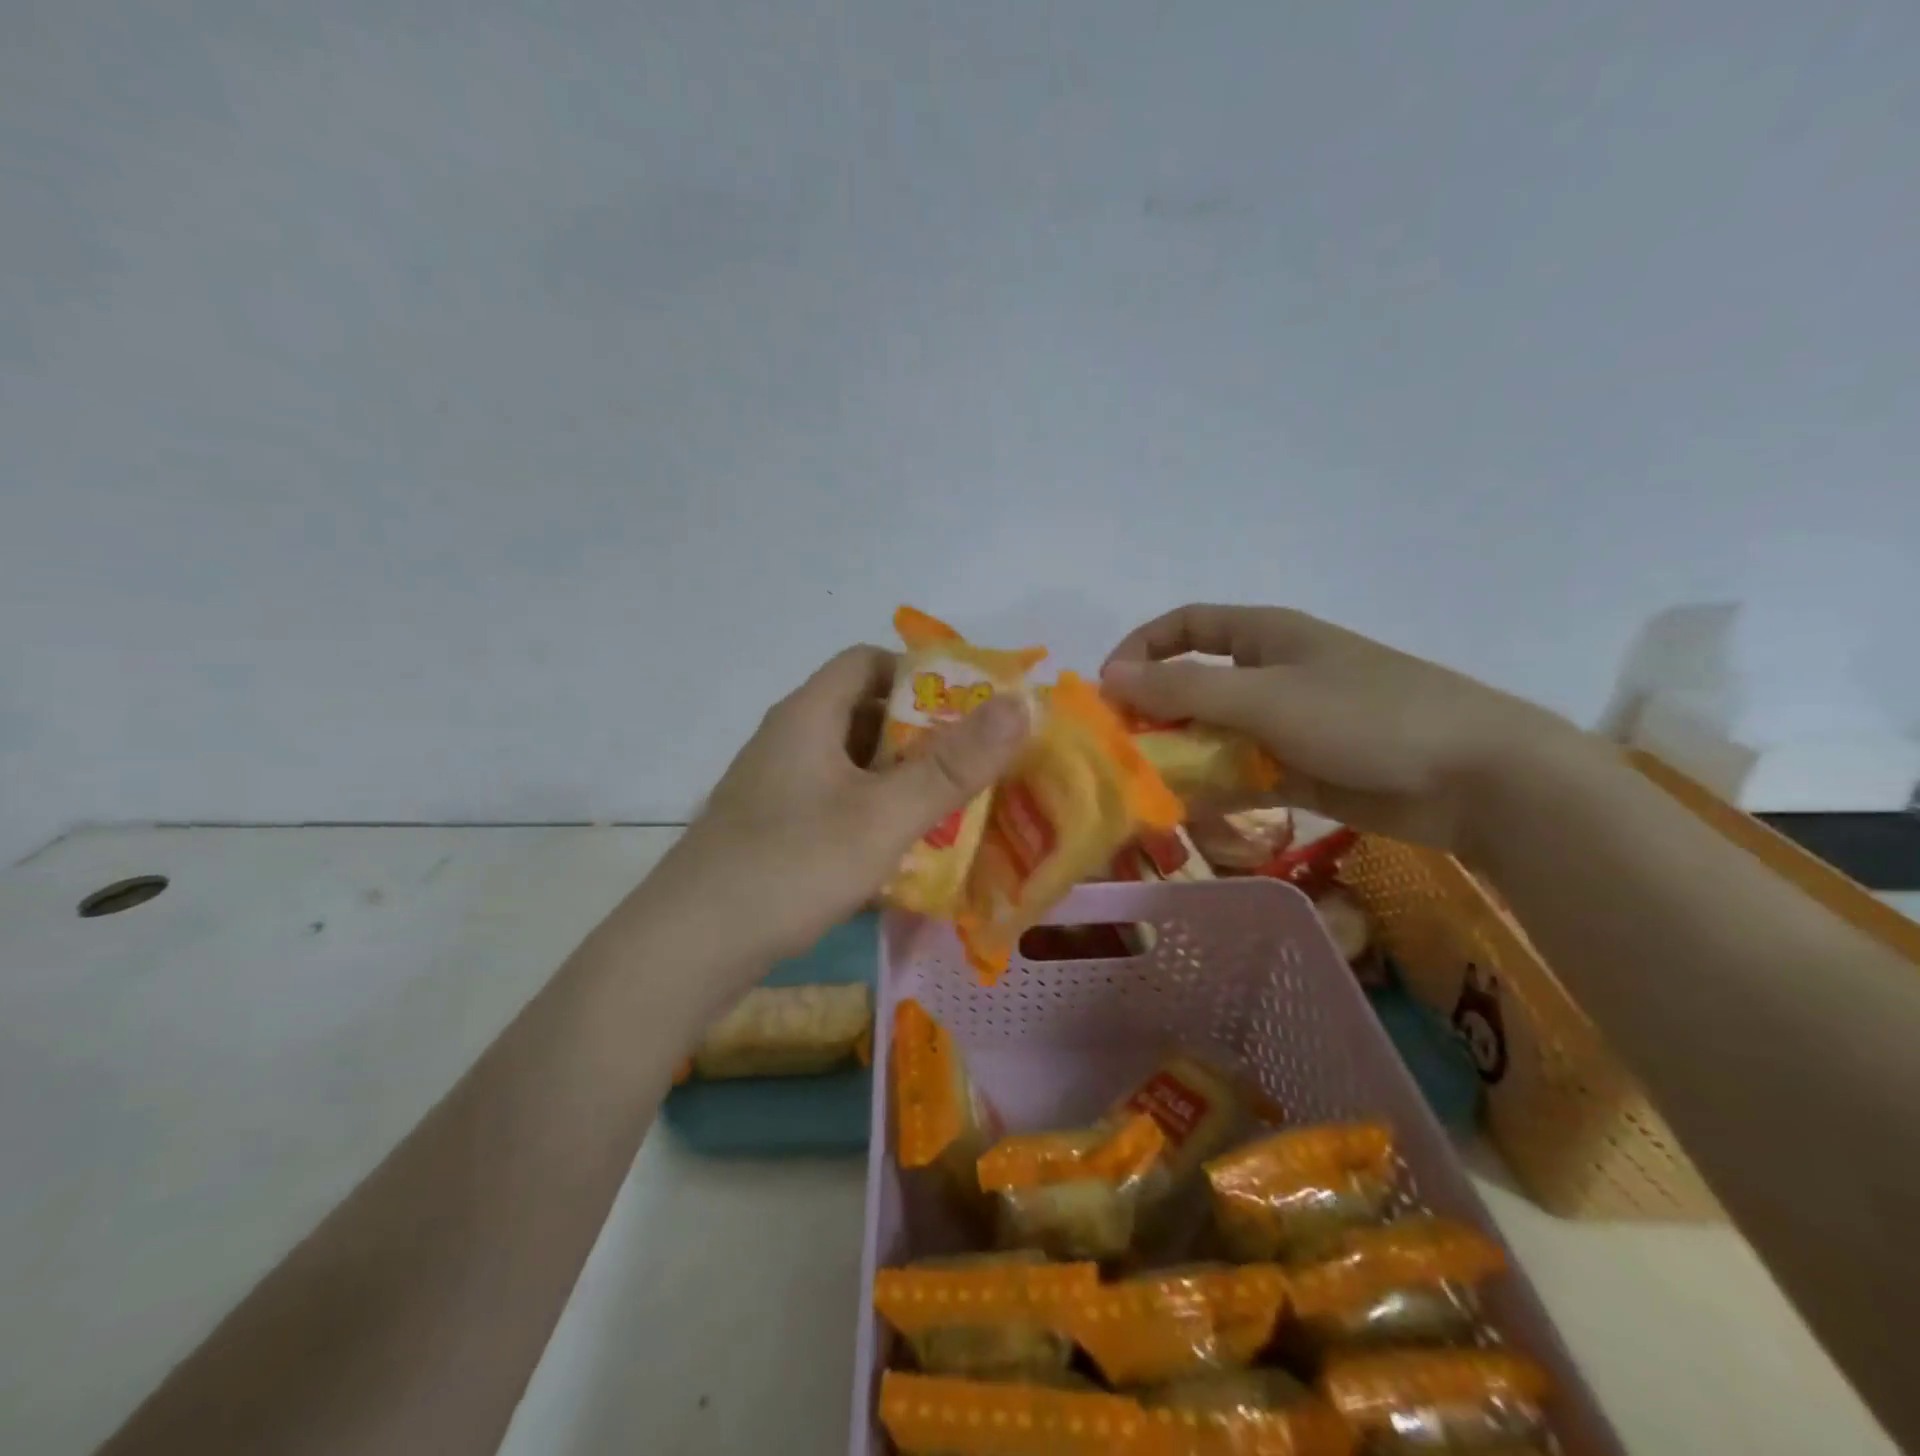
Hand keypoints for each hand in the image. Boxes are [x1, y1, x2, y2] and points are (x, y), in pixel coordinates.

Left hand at [648, 645, 1030, 971]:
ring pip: (851, 764)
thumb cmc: (791, 866)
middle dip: (922, 736)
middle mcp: (788, 739)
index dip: (921, 675)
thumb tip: (1021, 703)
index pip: (867, 661)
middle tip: (973, 767)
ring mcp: (774, 787)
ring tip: (951, 811)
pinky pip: (834, 803)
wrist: (688, 949)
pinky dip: (871, 814)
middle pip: (863, 713)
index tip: (969, 709)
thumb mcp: (884, 815)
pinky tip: (899, 853)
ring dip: (899, 780)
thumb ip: (954, 764)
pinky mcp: (770, 829)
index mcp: (808, 714)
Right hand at [1102, 605, 1589, 853]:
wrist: (1476, 778)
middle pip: (1193, 685)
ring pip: (1215, 736)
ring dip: (1182, 759)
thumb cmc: (1366, 715)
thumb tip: (1108, 676)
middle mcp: (1270, 675)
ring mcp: (1287, 725)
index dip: (1141, 648)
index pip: (1185, 626)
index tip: (1107, 688)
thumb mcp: (1265, 697)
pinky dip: (1217, 790)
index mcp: (1265, 636)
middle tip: (1121, 752)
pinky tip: (1193, 814)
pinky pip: (1244, 775)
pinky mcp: (1303, 771)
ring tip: (1150, 790)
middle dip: (1154, 715)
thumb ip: (1183, 690)